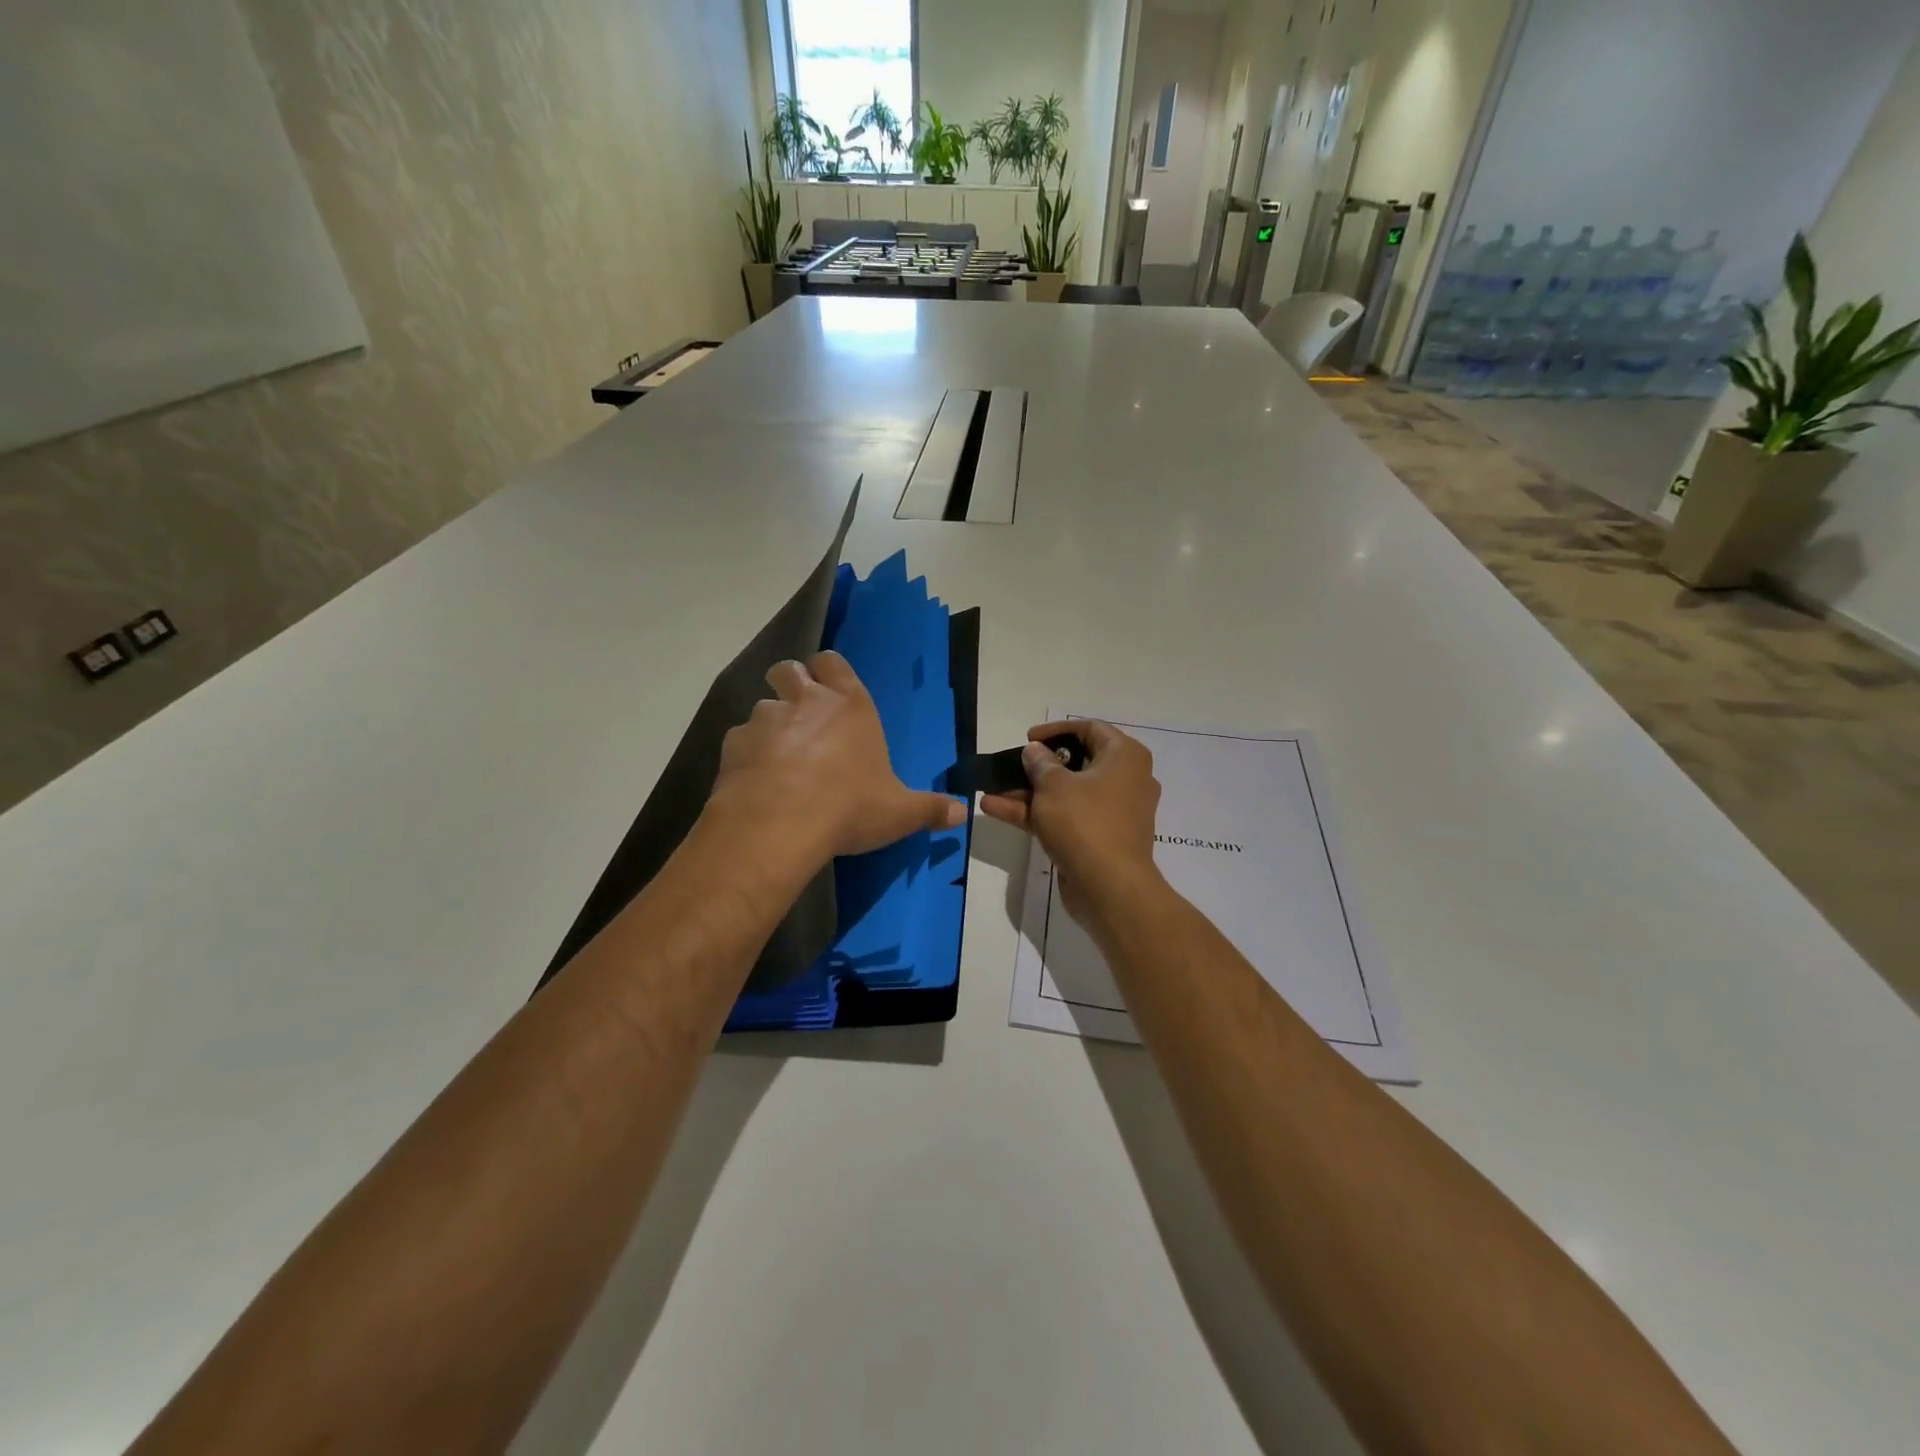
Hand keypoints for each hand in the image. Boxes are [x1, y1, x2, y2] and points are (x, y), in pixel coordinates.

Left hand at [707, 651, 965, 872]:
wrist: (780, 825)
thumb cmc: (849, 808)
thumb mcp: (899, 812)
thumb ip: (930, 809)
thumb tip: (963, 812)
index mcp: (850, 705)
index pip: (833, 662)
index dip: (828, 671)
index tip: (829, 690)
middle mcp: (805, 700)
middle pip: (788, 669)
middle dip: (791, 684)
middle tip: (800, 716)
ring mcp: (765, 719)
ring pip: (761, 705)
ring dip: (769, 724)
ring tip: (777, 757)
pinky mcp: (734, 744)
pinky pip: (739, 739)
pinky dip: (747, 754)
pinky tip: (755, 780)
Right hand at [979, 720, 1163, 920]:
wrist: (1110, 889)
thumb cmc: (1085, 823)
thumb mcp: (1053, 786)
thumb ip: (1039, 763)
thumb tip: (1035, 751)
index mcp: (1124, 757)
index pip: (1090, 729)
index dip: (1056, 730)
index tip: (1028, 739)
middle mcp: (1125, 780)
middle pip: (1076, 763)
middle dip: (1037, 766)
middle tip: (1011, 766)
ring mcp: (1112, 812)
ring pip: (1066, 794)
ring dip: (1028, 792)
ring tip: (991, 790)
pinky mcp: (1099, 839)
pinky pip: (1066, 817)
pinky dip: (1036, 813)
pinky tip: (996, 810)